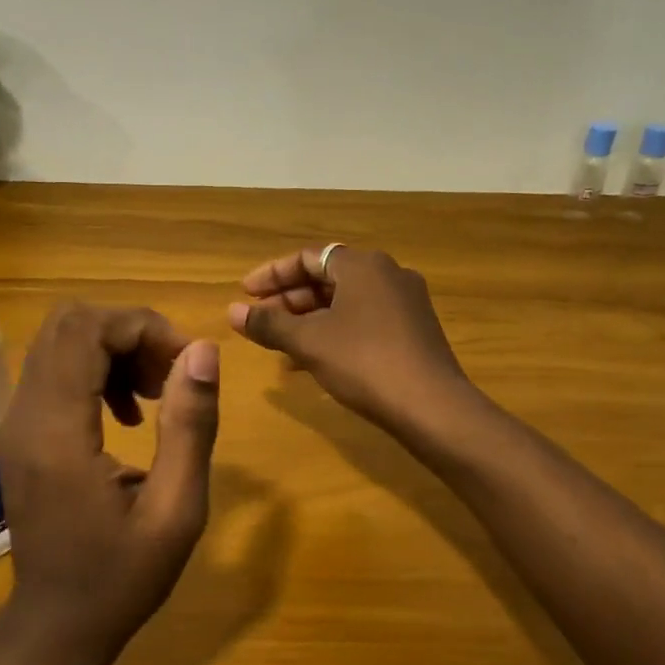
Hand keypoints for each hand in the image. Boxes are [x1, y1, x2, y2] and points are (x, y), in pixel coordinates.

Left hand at [0, 303, 219, 664]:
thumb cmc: (120, 579)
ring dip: (115, 349)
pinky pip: (54, 371)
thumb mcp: (176, 511)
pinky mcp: (19, 434)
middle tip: (172, 373)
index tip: (186, 363)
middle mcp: (24, 416)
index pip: (87, 331)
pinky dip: (96, 371)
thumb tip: (203, 350)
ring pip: (60, 342)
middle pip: (68, 323)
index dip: (143, 327)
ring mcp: (15, 424)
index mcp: (58, 433)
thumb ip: (190, 426)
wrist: (54, 627)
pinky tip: (128, 414)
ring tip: (157, 393)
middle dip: (130, 332)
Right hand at [227, 246, 470, 434]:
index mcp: (363, 265)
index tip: (245, 294)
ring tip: (280, 345)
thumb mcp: (309, 342)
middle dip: (289, 300)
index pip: (308, 257)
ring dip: (309, 320)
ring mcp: (405, 303)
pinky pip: (363, 322)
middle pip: (328, 278)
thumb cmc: (364, 362)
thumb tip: (232, 312)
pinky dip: (334, 333)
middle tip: (260, 322)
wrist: (431, 406)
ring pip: (345, 303)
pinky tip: (314, 362)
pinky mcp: (414, 331)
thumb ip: (269, 323)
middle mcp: (388, 275)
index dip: (272, 274)